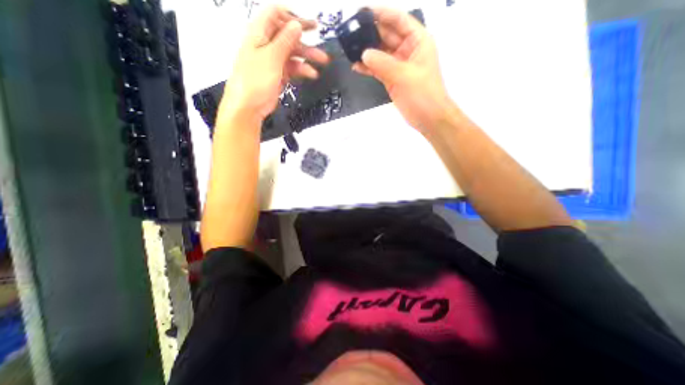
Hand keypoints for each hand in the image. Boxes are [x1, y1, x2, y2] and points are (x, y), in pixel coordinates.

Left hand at [218, 6, 326, 125]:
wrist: (249, 106)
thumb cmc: (255, 79)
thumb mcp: (271, 57)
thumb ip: (285, 40)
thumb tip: (296, 25)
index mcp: (259, 33)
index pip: (277, 15)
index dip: (294, 18)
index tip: (311, 26)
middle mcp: (266, 44)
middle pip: (288, 36)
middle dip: (305, 41)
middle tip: (321, 44)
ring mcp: (273, 60)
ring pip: (293, 53)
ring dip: (307, 57)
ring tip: (322, 61)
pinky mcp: (278, 74)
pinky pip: (292, 68)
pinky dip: (302, 70)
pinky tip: (311, 73)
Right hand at [353, 5, 453, 135]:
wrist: (428, 118)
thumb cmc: (422, 94)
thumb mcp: (404, 75)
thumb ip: (383, 63)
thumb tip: (363, 54)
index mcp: (417, 41)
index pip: (399, 20)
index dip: (382, 13)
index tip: (363, 11)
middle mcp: (407, 50)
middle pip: (387, 36)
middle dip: (370, 33)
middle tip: (351, 32)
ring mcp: (398, 66)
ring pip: (381, 54)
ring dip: (367, 52)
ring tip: (350, 49)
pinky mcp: (392, 79)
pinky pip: (378, 69)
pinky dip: (368, 68)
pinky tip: (356, 66)